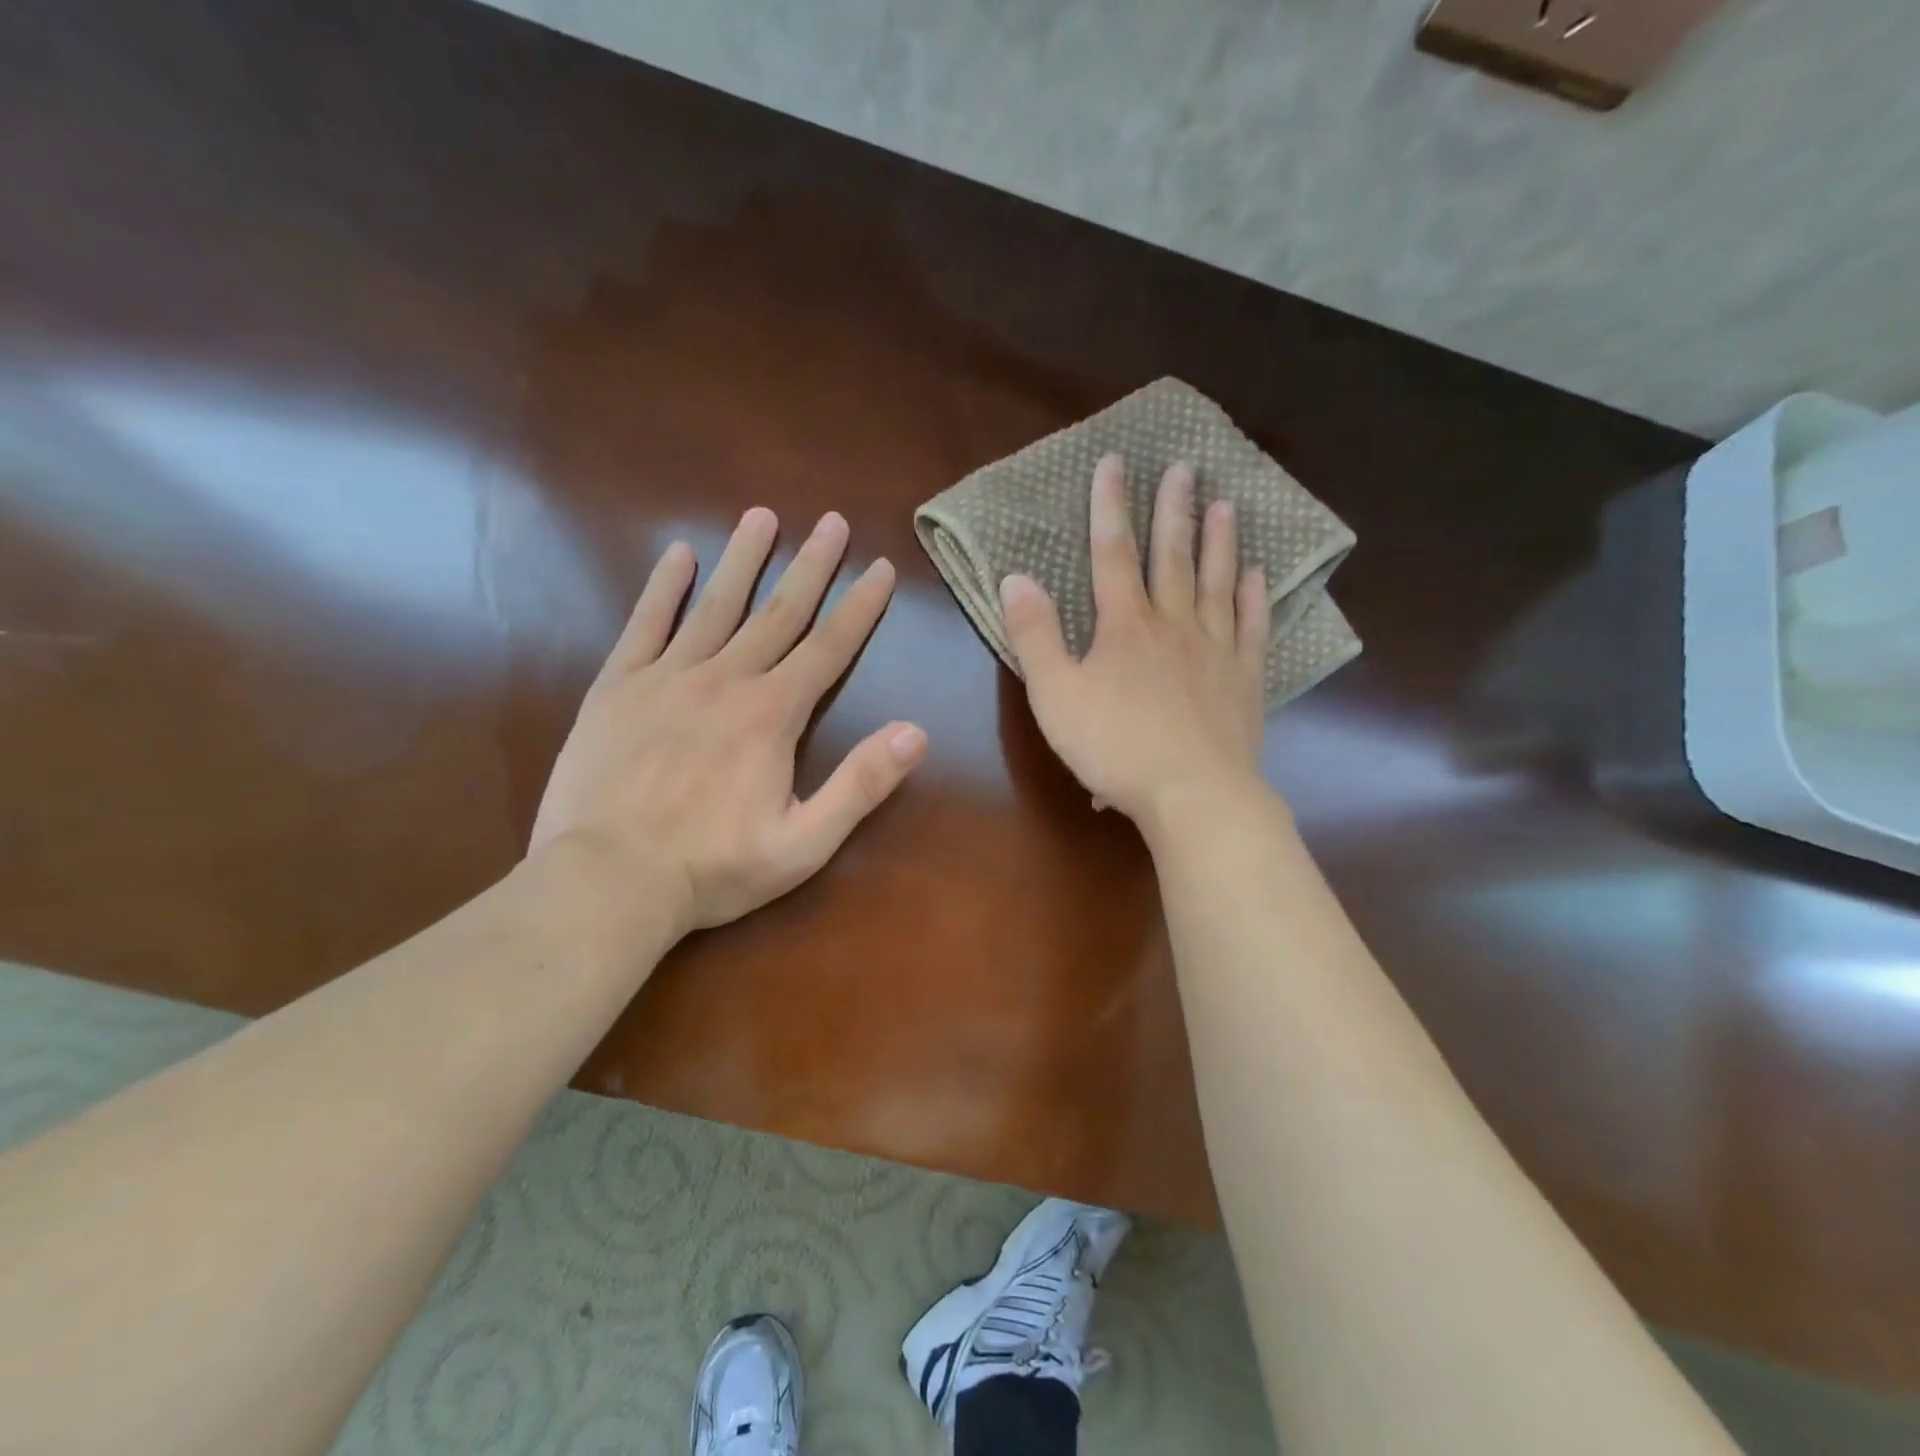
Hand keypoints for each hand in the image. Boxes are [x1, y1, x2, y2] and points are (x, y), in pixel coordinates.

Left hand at [529, 508, 926, 935]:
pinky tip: (678, 554)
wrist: (607, 881)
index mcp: (773, 715)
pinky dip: (663, 587)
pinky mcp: (618, 687)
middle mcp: (727, 680)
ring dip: (744, 559)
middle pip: (779, 612)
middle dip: (811, 565)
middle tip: (832, 521)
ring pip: (716, 604)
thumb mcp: (805, 844)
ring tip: (763, 515)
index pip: (829, 648)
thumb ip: (861, 785)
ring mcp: (668, 677)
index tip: (881, 567)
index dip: (860, 606)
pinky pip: (645, 624)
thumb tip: (917, 733)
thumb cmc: (713, 868)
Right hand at [1000, 454, 1269, 828]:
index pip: (1112, 553)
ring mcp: (1215, 650)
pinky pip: (1252, 628)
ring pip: (1218, 584)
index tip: (1113, 463)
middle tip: (1185, 466)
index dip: (1109, 507)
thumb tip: (1015, 578)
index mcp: (1124, 626)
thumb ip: (1034, 635)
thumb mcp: (1055, 695)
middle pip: (1172, 557)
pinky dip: (1255, 599)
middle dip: (1174, 510)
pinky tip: (1258, 577)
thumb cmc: (1115, 747)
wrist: (1193, 794)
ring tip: (1225, 504)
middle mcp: (1174, 625)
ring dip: (1220, 542)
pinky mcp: (1245, 680)